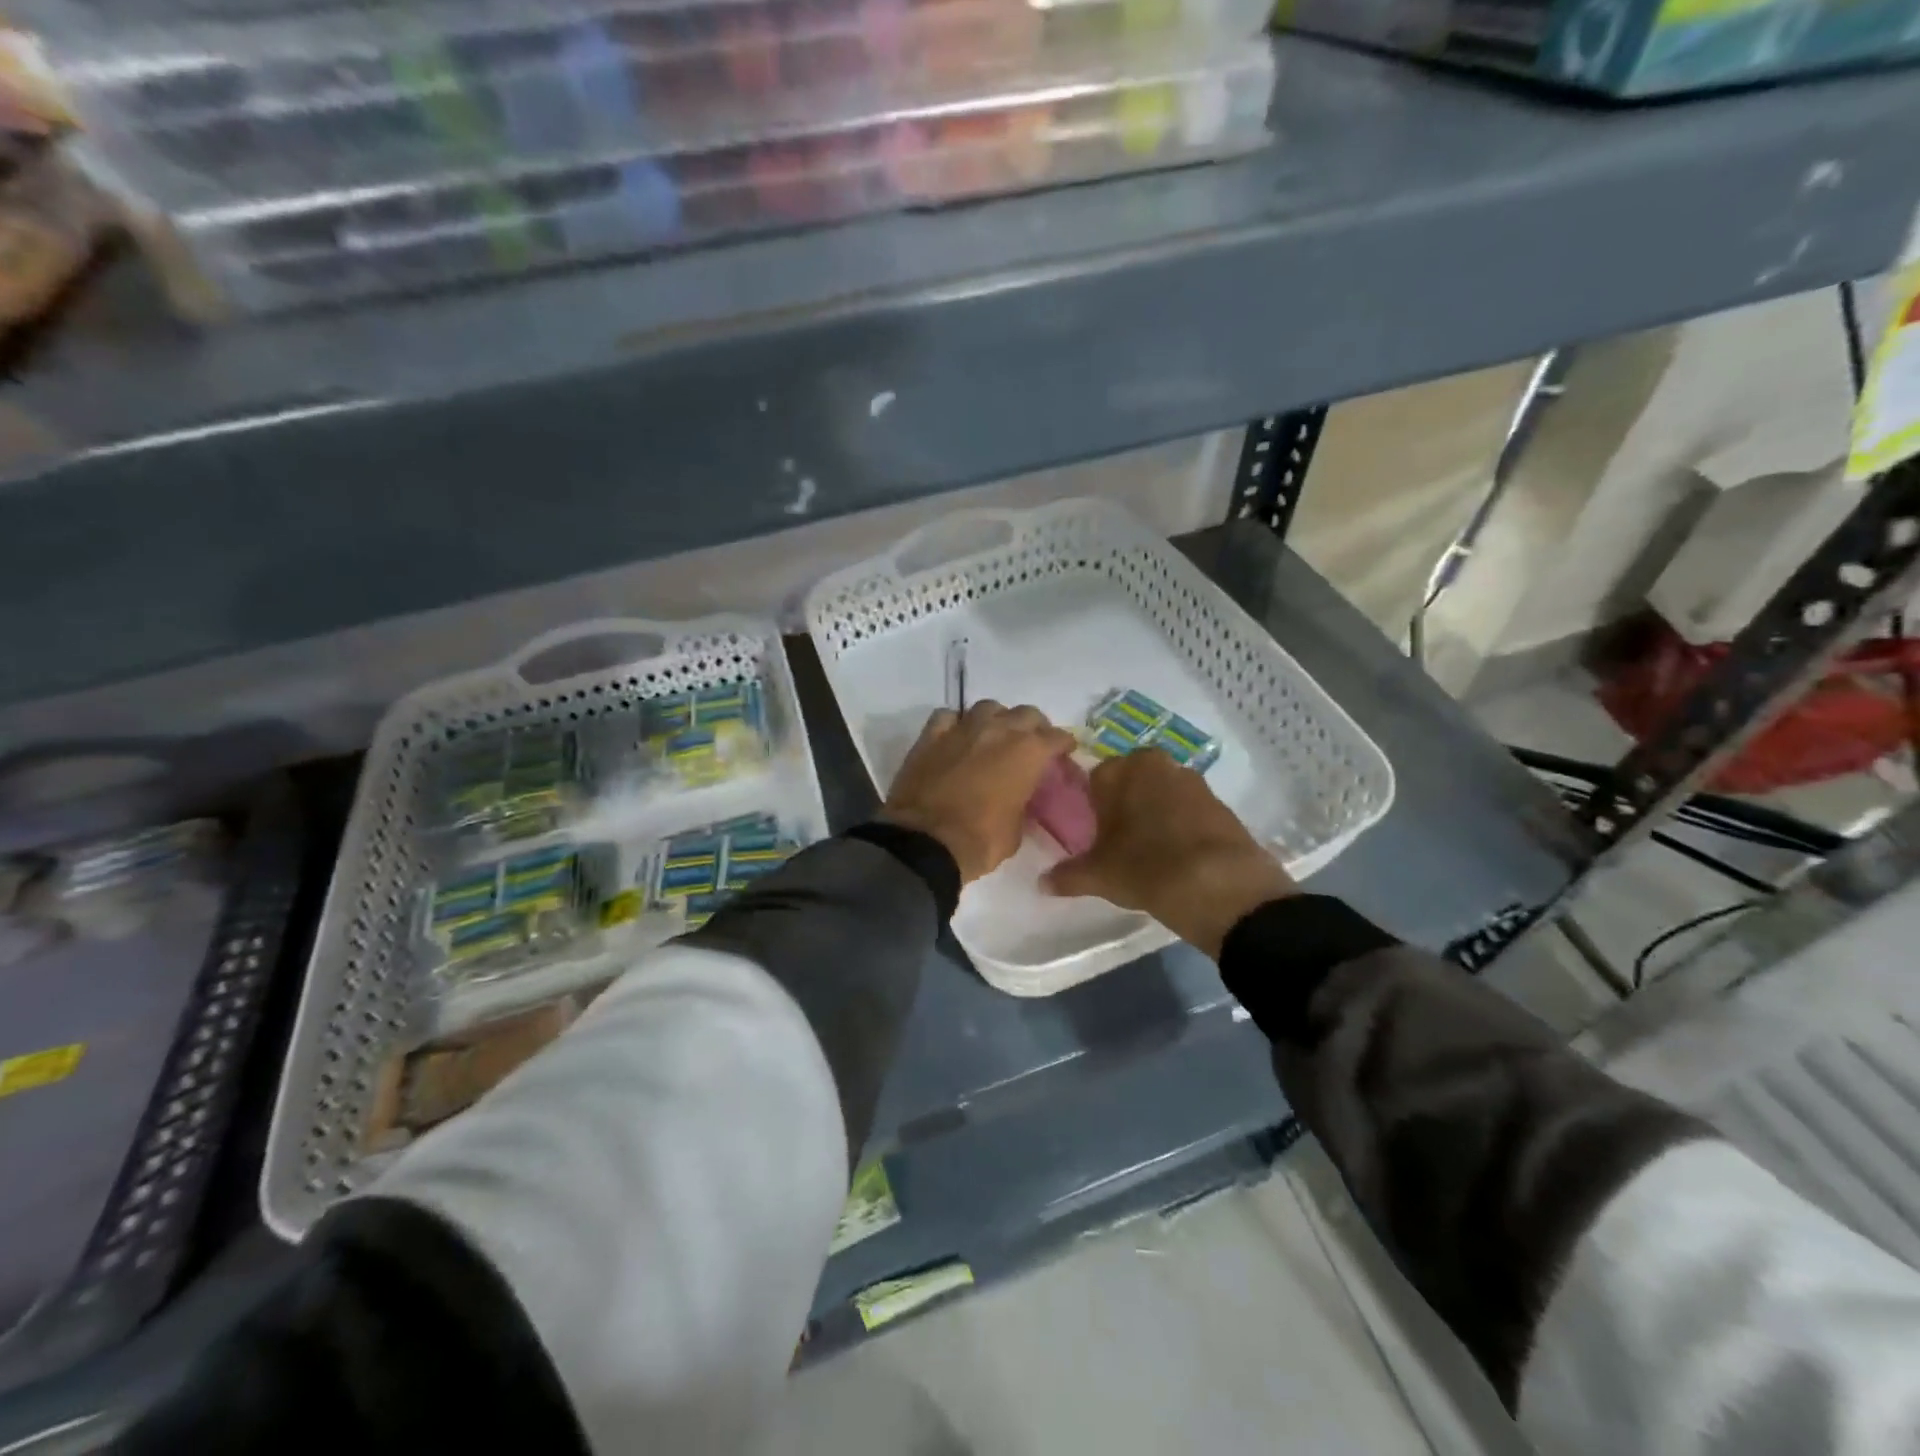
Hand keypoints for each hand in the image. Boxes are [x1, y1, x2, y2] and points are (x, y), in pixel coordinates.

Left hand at [881, 702, 1076, 883]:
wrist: (925, 843)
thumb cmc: (980, 842)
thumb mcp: (1017, 830)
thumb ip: (1023, 804)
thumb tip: (1018, 799)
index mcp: (1028, 753)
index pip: (1056, 737)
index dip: (1063, 745)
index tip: (1064, 753)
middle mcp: (998, 730)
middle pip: (1026, 713)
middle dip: (1034, 727)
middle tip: (1032, 743)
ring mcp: (962, 729)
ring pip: (988, 707)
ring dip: (996, 719)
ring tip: (995, 736)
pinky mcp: (930, 736)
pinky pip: (948, 717)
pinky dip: (956, 723)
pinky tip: (956, 736)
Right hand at [1044, 749, 1294, 957]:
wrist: (1221, 885)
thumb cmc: (1145, 867)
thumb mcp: (1099, 875)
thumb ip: (1068, 875)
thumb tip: (1042, 883)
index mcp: (1121, 769)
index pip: (1095, 779)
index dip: (1093, 807)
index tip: (1096, 835)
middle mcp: (1157, 764)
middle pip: (1131, 782)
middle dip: (1125, 805)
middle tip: (1120, 842)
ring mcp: (1193, 780)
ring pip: (1162, 793)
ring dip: (1155, 813)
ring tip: (1150, 851)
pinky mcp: (1221, 803)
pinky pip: (1190, 810)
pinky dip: (1182, 825)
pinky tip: (1179, 855)